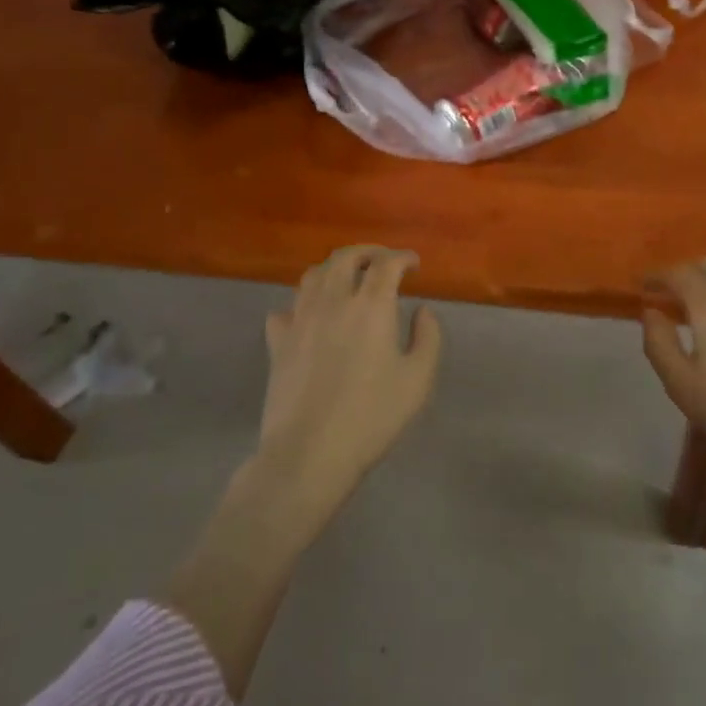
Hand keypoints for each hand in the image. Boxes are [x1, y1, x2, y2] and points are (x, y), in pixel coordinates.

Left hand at [256, 244, 442, 517]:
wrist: (308, 454)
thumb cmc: (371, 417)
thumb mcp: (418, 380)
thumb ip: (428, 337)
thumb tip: (423, 310)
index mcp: (370, 306)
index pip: (386, 264)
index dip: (403, 258)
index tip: (414, 264)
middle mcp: (333, 301)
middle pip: (345, 258)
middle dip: (367, 252)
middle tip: (382, 261)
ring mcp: (300, 320)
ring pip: (313, 276)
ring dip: (334, 269)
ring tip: (347, 279)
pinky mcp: (278, 343)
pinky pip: (286, 309)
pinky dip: (301, 304)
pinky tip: (310, 316)